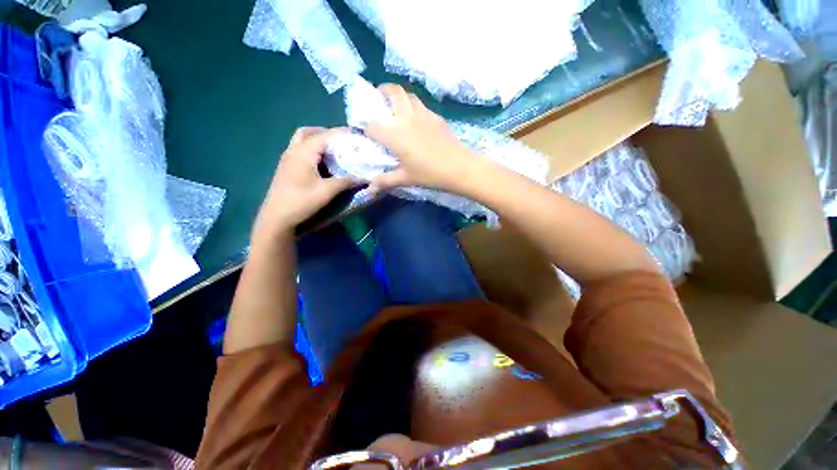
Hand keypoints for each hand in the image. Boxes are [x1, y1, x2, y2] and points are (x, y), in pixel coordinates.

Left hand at [254, 127, 357, 237]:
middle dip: (325, 134)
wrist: (277, 218)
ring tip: (334, 153)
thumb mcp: (327, 191)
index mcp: (303, 152)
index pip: (324, 136)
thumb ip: (346, 182)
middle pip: (308, 133)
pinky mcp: (287, 168)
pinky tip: (322, 164)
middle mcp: (293, 151)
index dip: (341, 134)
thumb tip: (365, 178)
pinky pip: (300, 151)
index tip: (355, 135)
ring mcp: (287, 159)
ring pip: (302, 141)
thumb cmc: (302, 201)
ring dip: (317, 142)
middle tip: (341, 143)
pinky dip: (312, 151)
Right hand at [365, 84, 479, 193]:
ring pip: (408, 94)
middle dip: (382, 91)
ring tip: (397, 107)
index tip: (369, 135)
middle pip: (392, 92)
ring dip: (399, 96)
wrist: (460, 167)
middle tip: (379, 100)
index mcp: (395, 135)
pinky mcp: (436, 116)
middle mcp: (406, 118)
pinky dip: (413, 106)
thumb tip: (369, 191)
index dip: (367, 129)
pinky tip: (417, 121)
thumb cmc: (430, 174)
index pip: (372, 125)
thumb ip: (385, 181)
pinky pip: (421, 104)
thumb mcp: (405, 179)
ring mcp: (423, 114)